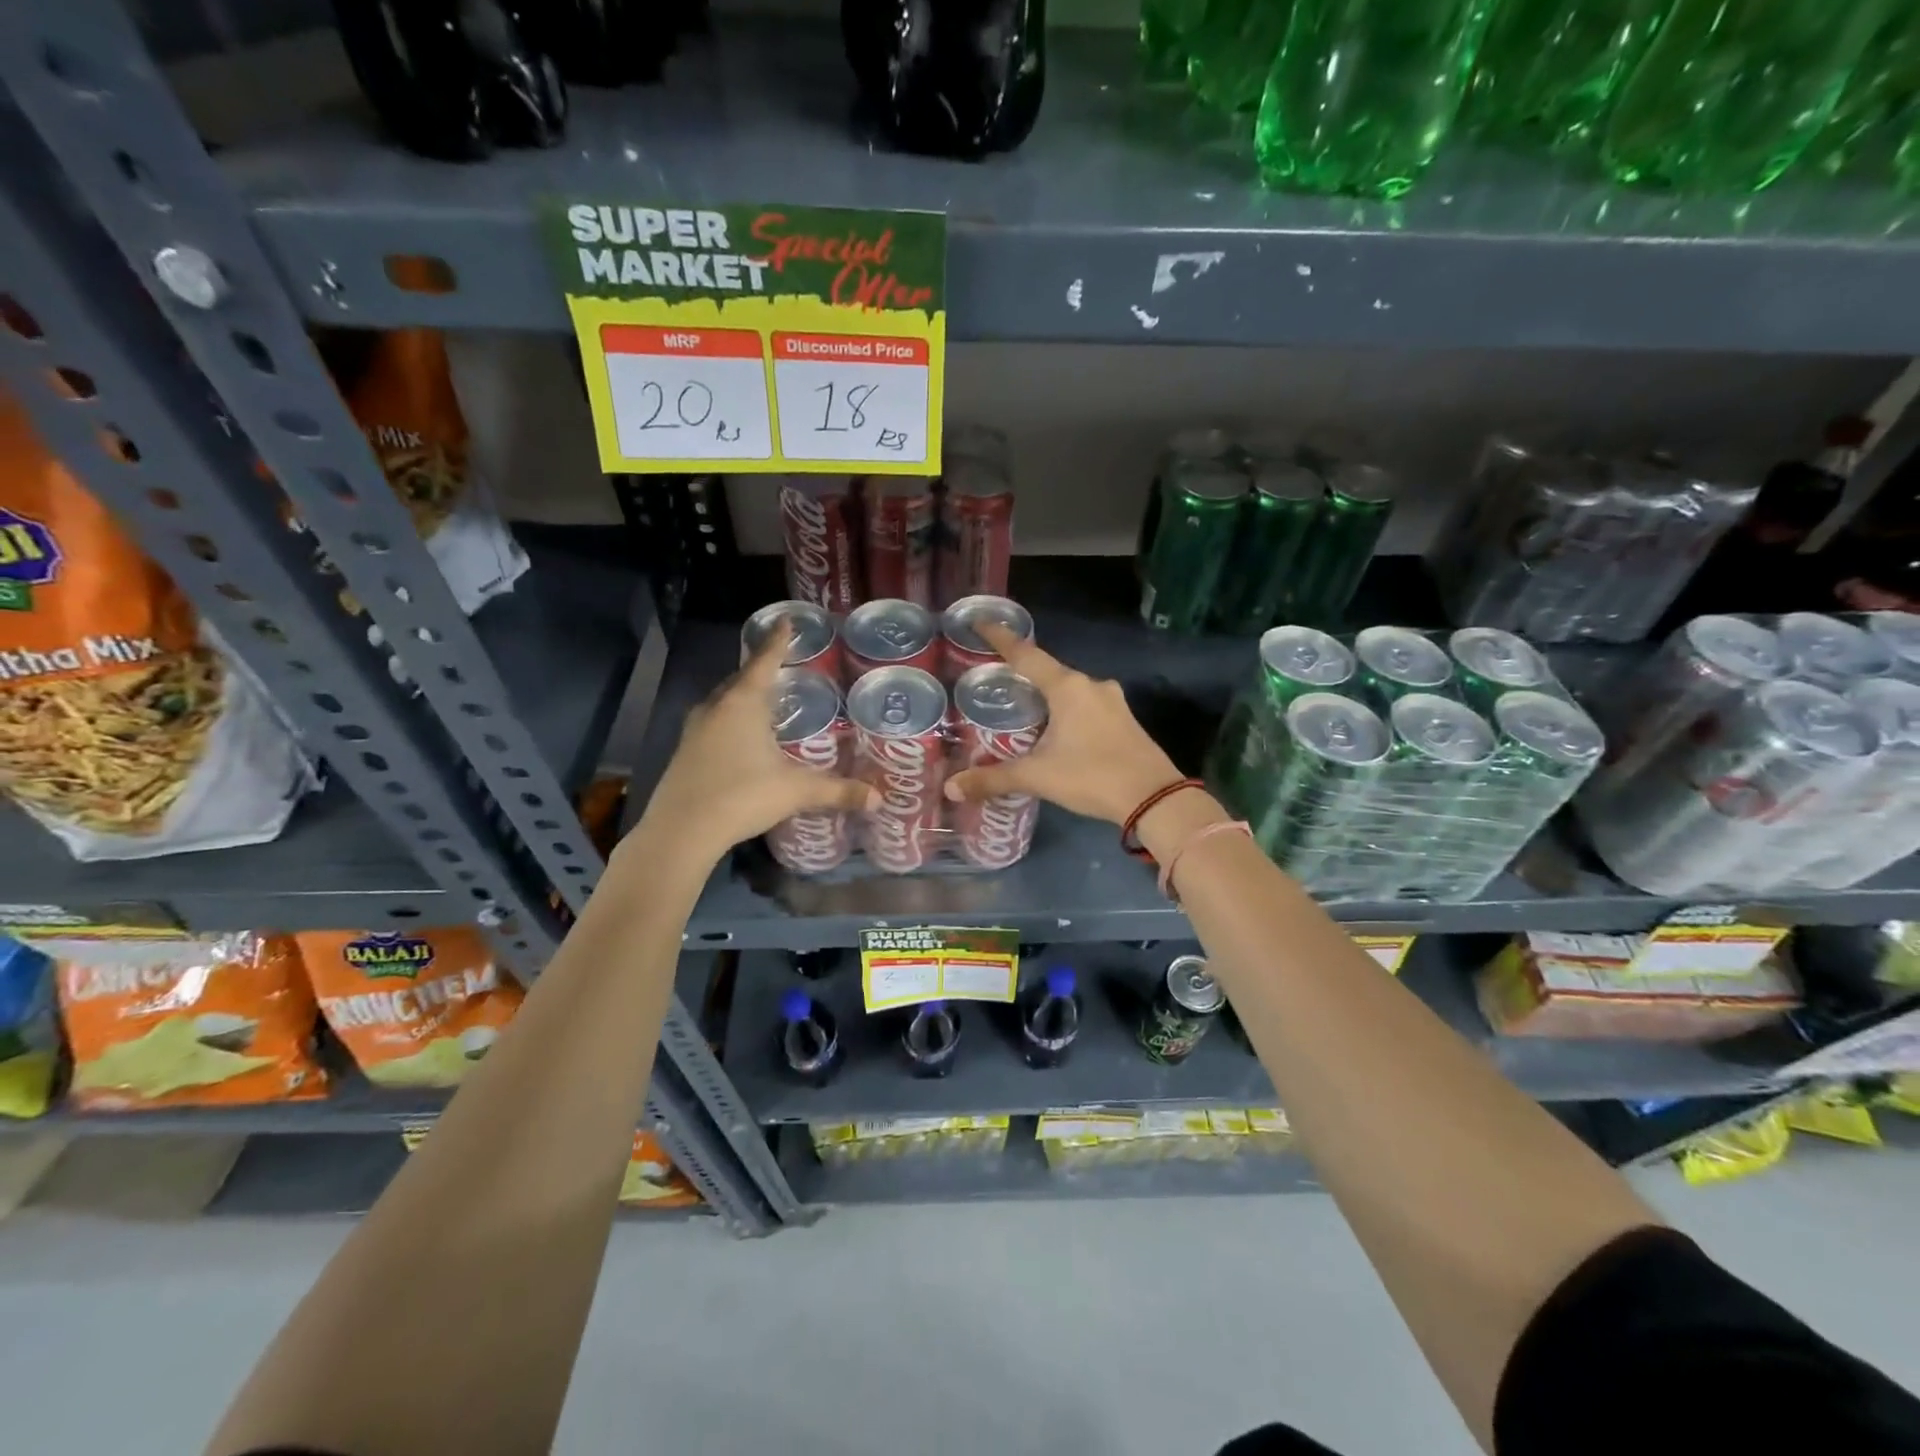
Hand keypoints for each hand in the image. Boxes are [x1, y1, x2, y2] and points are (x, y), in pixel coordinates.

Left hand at [642, 620, 875, 860]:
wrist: (681, 831)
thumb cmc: (742, 796)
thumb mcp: (796, 792)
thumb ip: (838, 791)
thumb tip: (879, 799)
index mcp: (744, 703)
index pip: (765, 661)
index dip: (779, 640)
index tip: (785, 620)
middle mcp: (716, 707)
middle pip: (741, 679)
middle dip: (761, 670)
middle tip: (783, 667)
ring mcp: (695, 728)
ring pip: (723, 701)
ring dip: (743, 696)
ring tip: (765, 701)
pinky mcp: (684, 751)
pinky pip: (713, 722)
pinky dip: (730, 720)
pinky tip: (742, 738)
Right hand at [943, 622, 1181, 825]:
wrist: (1154, 799)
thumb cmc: (1091, 776)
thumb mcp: (1037, 777)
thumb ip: (993, 779)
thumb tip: (951, 788)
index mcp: (1067, 687)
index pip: (1026, 654)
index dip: (1000, 638)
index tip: (980, 621)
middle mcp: (1091, 685)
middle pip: (1048, 671)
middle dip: (1023, 674)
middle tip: (996, 682)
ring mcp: (1112, 701)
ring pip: (1070, 690)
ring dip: (1047, 696)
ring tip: (1023, 710)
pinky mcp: (1125, 719)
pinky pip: (1086, 705)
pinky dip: (1067, 711)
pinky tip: (1057, 730)